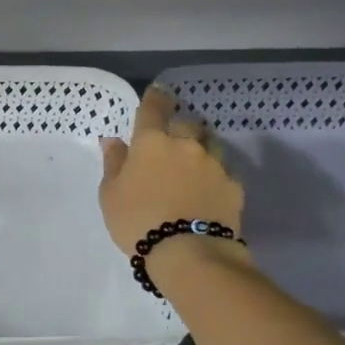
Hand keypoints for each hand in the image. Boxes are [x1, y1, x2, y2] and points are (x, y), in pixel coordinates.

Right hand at [99, 86, 243, 257]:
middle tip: (172, 140)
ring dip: (201, 147)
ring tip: (194, 163)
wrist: (188, 253)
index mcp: (151, 143)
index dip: (154, 98)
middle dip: (179, 126)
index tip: (157, 91)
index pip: (153, 109)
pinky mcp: (234, 186)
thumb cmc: (137, 220)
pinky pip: (224, 170)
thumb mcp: (110, 194)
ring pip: (210, 143)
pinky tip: (209, 188)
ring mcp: (214, 164)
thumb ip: (114, 163)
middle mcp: (186, 145)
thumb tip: (114, 141)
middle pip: (186, 123)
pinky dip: (216, 173)